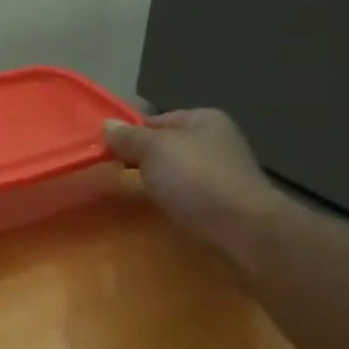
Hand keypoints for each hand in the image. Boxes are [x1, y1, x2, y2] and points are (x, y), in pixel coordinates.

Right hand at [105, 110, 284, 266]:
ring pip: (177, 173)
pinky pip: (188, 195)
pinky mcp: (224, 203)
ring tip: (134, 196)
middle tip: (114, 175)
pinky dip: (173, 201)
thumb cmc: (196, 180)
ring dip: (157, 183)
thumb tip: (107, 124)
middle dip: (142, 160)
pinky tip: (161, 211)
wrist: (243, 230)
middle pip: (166, 147)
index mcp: (203, 119)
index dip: (129, 135)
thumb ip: (128, 138)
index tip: (106, 154)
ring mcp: (222, 173)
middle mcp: (216, 140)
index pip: (154, 121)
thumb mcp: (154, 150)